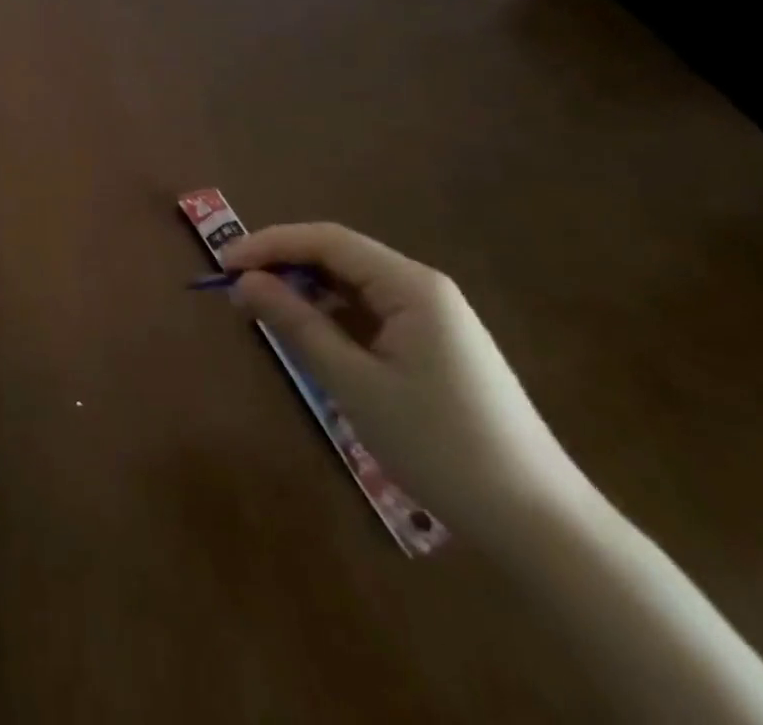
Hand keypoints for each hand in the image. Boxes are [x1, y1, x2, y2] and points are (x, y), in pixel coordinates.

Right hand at [220, 223, 588, 535]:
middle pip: (339, 257)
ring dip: (305, 292)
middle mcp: (423, 288)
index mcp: (410, 285)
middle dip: (284, 266)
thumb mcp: (354, 382)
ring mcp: (433, 317)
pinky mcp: (435, 346)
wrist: (538, 522)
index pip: (326, 240)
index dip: (270, 244)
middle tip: (236, 290)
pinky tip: (311, 339)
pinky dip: (332, 317)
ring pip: (353, 285)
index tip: (223, 264)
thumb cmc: (439, 444)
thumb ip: (296, 323)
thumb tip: (244, 281)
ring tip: (263, 313)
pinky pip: (371, 313)